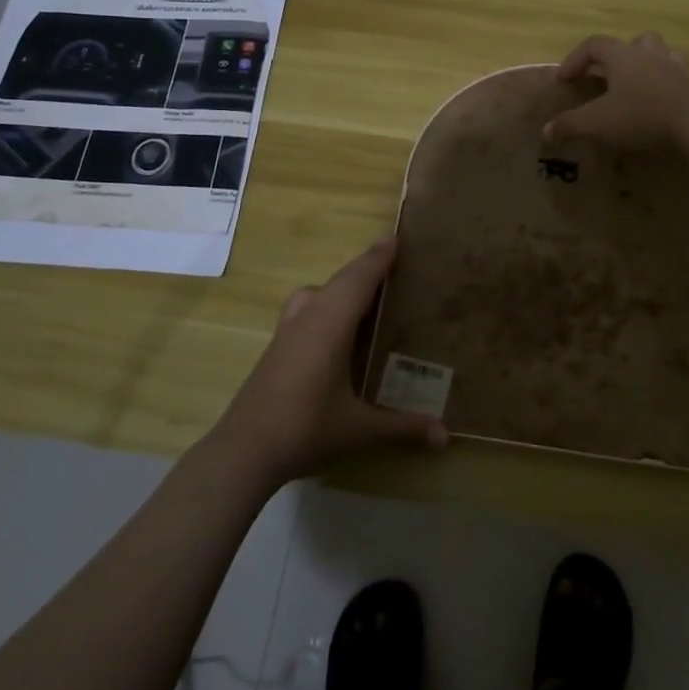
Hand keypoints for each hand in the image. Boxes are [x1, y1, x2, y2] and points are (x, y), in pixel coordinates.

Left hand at [209, 236, 447, 486]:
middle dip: (366, 268)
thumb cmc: (304, 430)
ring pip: (319, 292)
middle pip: (340, 281)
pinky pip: (308, 307)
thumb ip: (402, 427)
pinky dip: (328, 301)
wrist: (243, 451)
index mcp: (330, 325)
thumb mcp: (359, 430)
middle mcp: (308, 318)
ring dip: (344, 286)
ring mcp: (288, 330)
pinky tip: (338, 328)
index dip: (379, 258)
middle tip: (394, 263)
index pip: (359, 279)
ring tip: (369, 296)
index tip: (397, 238)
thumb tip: (445, 436)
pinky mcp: (277, 346)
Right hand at [543, 32, 688, 149]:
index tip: (564, 80)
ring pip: (660, 53)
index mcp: (622, 55)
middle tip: (605, 76)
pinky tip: (662, 101)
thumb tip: (545, 132)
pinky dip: (667, 84)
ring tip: (637, 82)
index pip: (593, 45)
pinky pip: (678, 77)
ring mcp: (675, 68)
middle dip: (616, 56)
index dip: (574, 59)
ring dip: (646, 62)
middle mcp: (649, 54)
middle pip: (632, 41)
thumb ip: (570, 124)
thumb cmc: (641, 114)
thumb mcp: (598, 122)